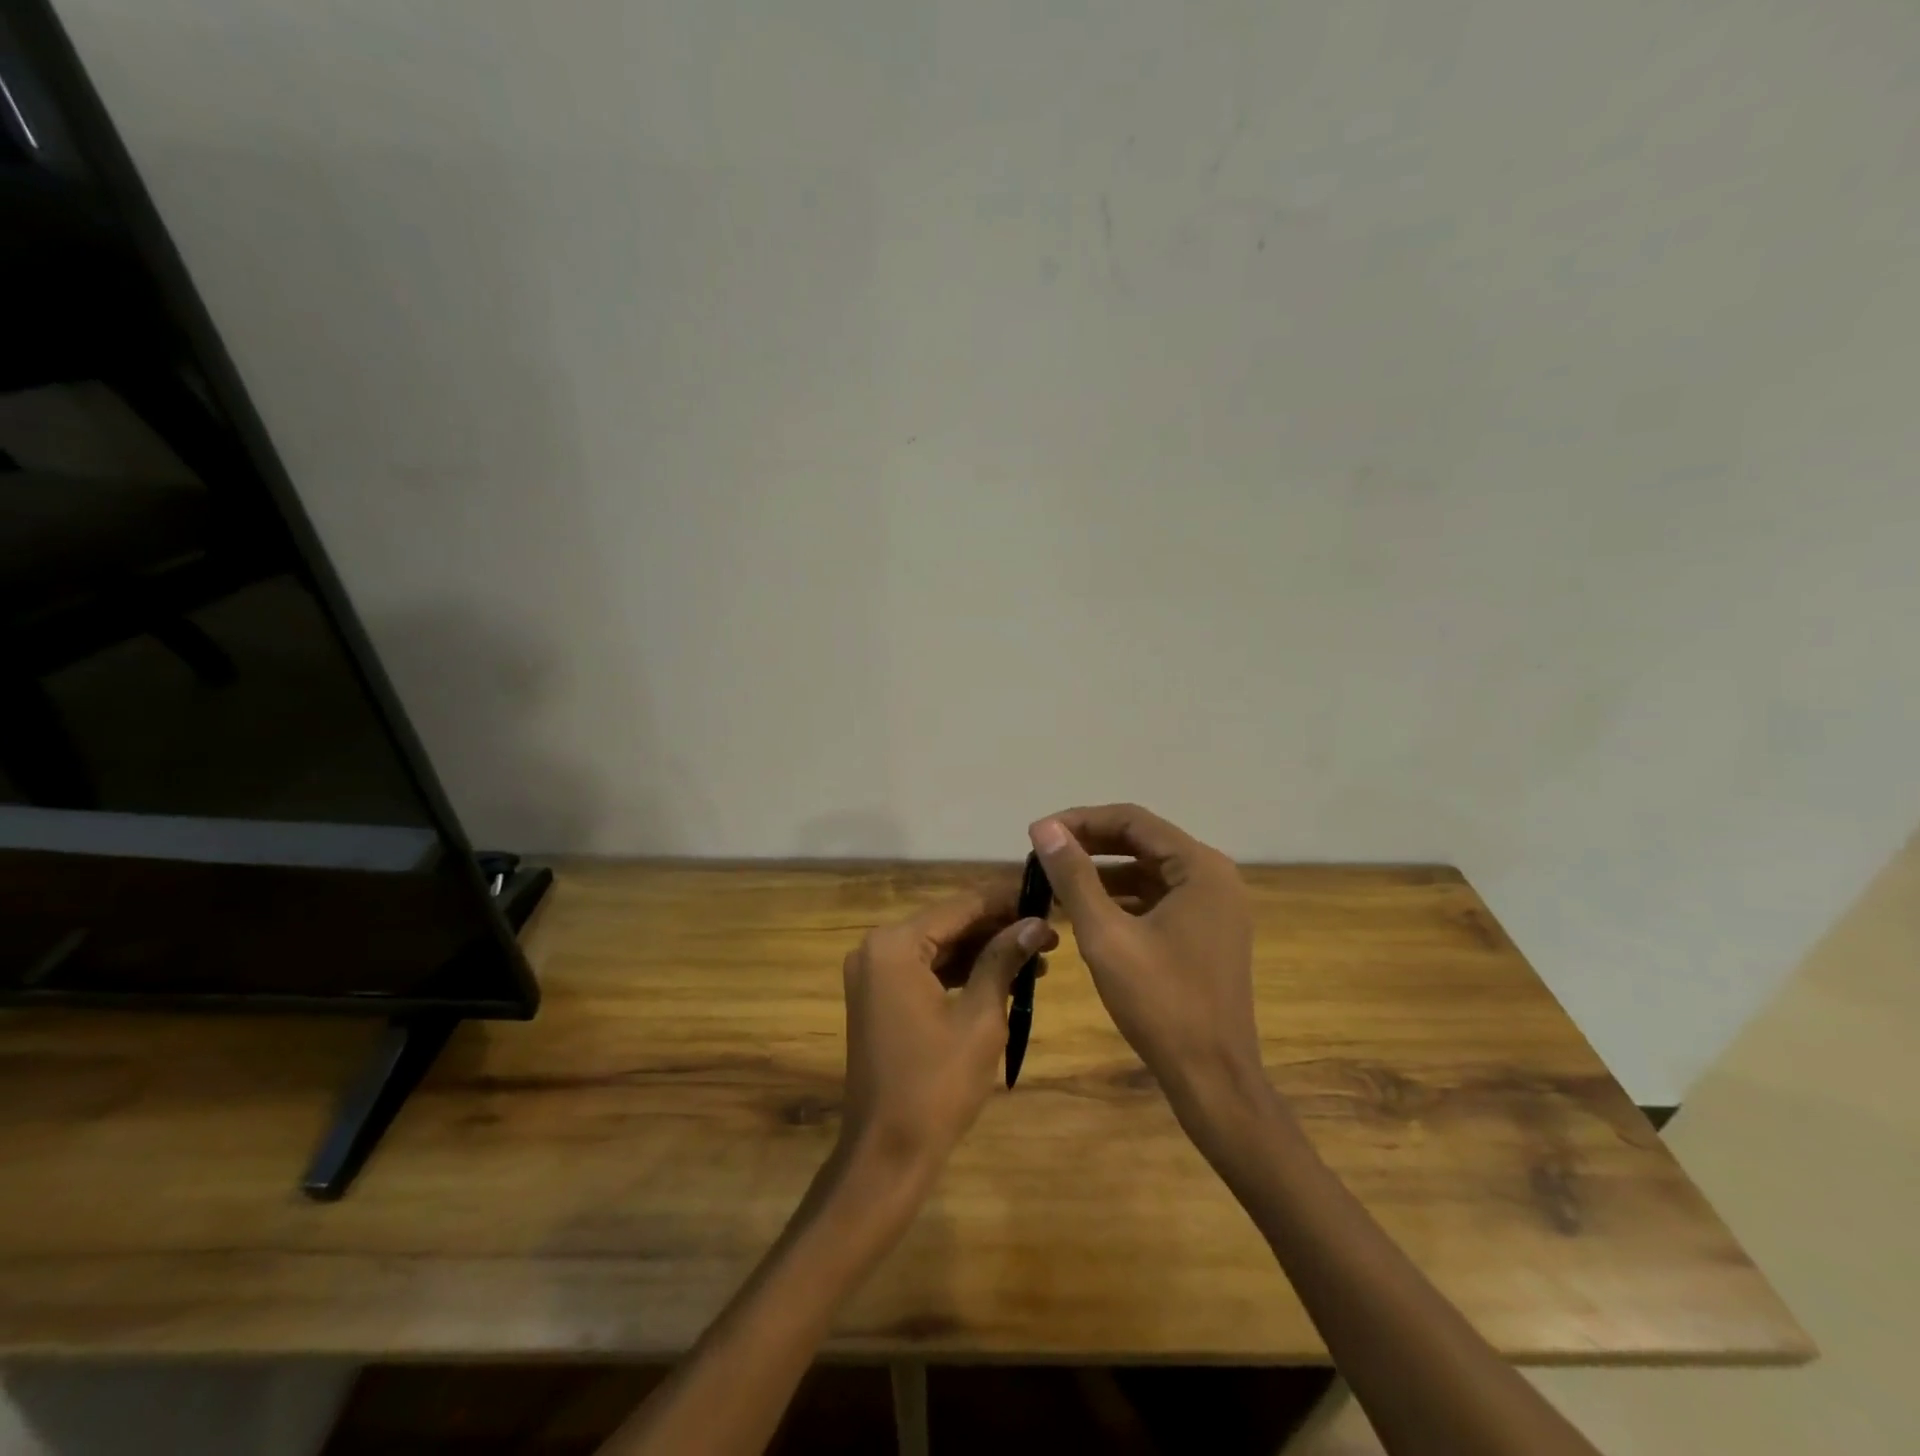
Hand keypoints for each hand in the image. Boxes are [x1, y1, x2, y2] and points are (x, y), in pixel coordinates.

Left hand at [838, 885, 1057, 1181]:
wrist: (887, 1154)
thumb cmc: (936, 1085)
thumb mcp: (980, 1018)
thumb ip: (1004, 960)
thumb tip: (1037, 922)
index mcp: (895, 945)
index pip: (961, 906)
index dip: (1007, 900)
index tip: (1048, 898)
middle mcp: (877, 948)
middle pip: (949, 923)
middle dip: (999, 928)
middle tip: (1051, 934)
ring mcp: (874, 973)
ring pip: (940, 947)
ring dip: (985, 951)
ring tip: (1038, 959)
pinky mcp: (880, 997)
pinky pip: (926, 970)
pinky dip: (963, 972)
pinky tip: (1005, 979)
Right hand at [1029, 804, 1260, 1111]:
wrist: (1213, 1079)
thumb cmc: (1161, 1003)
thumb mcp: (1106, 935)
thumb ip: (1073, 876)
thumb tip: (1044, 828)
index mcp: (1200, 867)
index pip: (1132, 820)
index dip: (1080, 821)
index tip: (1037, 834)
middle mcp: (1213, 876)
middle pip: (1142, 841)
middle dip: (1089, 845)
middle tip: (1041, 854)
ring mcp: (1213, 906)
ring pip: (1148, 871)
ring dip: (1102, 873)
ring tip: (1054, 881)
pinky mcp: (1206, 932)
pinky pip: (1158, 898)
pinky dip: (1122, 899)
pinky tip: (1085, 912)